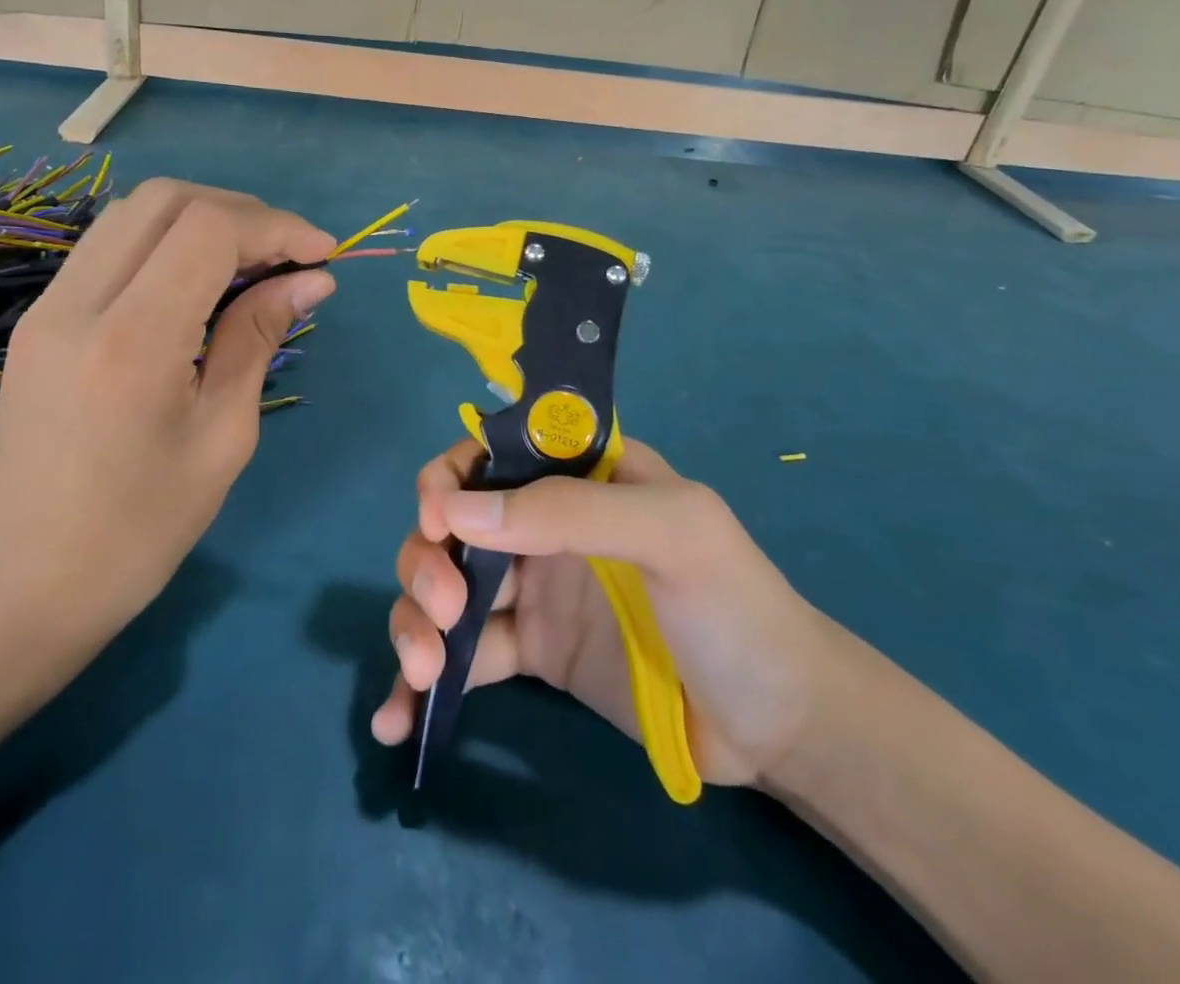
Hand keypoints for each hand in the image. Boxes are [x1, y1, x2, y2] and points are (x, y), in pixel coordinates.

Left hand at [0, 178, 335, 706]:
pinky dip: (167, 241)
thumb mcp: (221, 438)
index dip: (277, 227)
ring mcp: (49, 305)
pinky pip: (110, 246)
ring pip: (134, 213)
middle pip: (167, 199)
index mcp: (131, 340)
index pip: (209, 229)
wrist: (12, 589)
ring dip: (203, 219)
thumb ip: (258, 340)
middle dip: (242, 211)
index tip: (324, 256)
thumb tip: (311, 280)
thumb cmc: (134, 535)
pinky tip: (200, 282)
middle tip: (291, 254)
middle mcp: (79, 302)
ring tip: (254, 262)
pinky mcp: (41, 318)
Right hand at [372, 438, 830, 785]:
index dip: (451, 478)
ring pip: (445, 584)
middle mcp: (544, 524)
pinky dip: (423, 681)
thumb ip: (573, 510)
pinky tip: (400, 719)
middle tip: (443, 608)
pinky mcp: (529, 652)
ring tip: (423, 670)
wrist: (779, 726)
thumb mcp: (673, 535)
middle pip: (453, 522)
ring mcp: (532, 589)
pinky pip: (463, 654)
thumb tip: (458, 511)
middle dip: (427, 558)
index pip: (493, 454)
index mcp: (579, 476)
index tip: (438, 519)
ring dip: (414, 617)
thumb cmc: (735, 607)